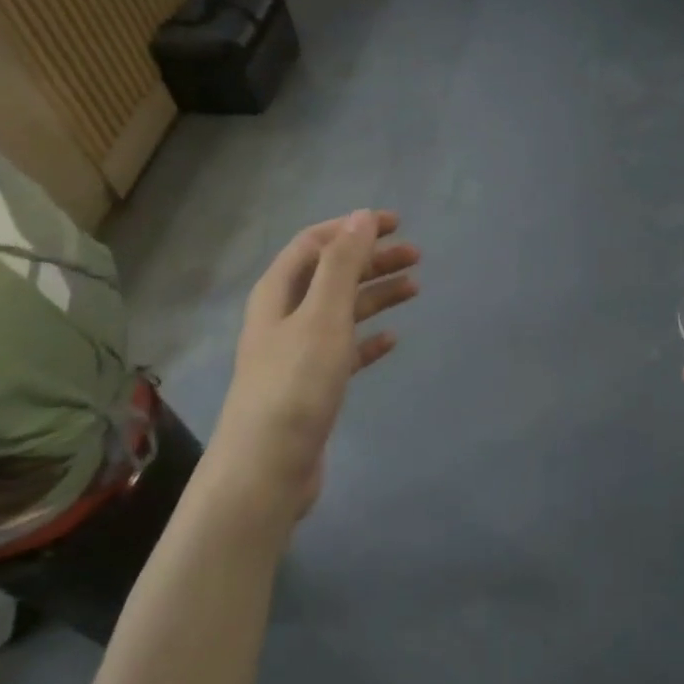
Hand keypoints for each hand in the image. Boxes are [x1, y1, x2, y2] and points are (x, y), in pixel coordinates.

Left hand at [214, 210, 418, 524]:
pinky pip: (346, 350)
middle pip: (332, 274)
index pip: (316, 243)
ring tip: (415, 288)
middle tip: (416, 256)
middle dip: (372, 260)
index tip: (396, 223)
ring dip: (376, 295)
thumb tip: (362, 216)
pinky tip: (392, 340)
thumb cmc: (295, 384)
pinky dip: (369, 339)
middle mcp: (284, 316)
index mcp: (278, 292)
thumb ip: (343, 264)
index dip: (354, 228)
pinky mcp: (312, 385)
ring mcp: (297, 352)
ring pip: (342, 310)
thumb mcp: (322, 315)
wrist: (267, 467)